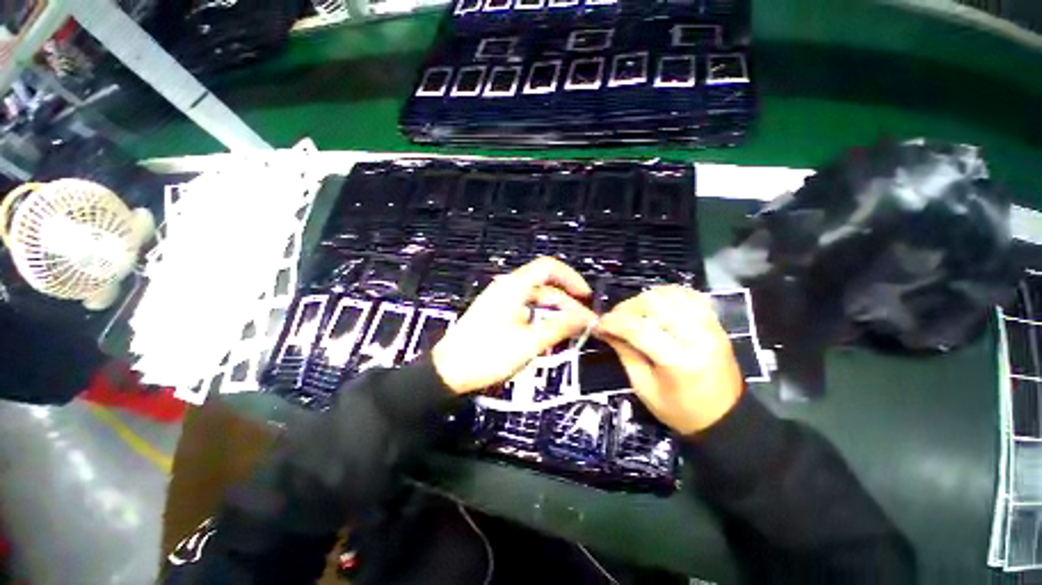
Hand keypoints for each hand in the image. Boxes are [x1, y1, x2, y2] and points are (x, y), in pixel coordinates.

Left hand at [432, 257, 596, 394]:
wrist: (448, 371)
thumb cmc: (487, 355)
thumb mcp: (528, 343)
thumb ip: (559, 327)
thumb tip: (586, 318)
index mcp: (514, 287)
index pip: (548, 267)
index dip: (571, 278)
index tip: (585, 297)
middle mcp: (508, 288)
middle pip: (545, 287)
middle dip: (566, 303)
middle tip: (584, 326)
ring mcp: (501, 300)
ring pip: (536, 300)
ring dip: (555, 313)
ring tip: (570, 333)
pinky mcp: (497, 313)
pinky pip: (526, 309)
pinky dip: (541, 318)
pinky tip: (548, 335)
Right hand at [595, 285, 742, 434]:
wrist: (727, 417)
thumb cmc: (682, 411)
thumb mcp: (645, 388)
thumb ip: (625, 353)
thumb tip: (606, 329)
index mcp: (678, 361)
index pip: (638, 328)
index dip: (613, 322)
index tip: (599, 324)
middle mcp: (697, 336)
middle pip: (654, 302)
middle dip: (627, 307)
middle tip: (615, 319)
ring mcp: (710, 325)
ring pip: (671, 294)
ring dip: (645, 298)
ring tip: (633, 312)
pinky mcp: (715, 322)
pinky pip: (690, 295)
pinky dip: (668, 294)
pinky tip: (657, 304)